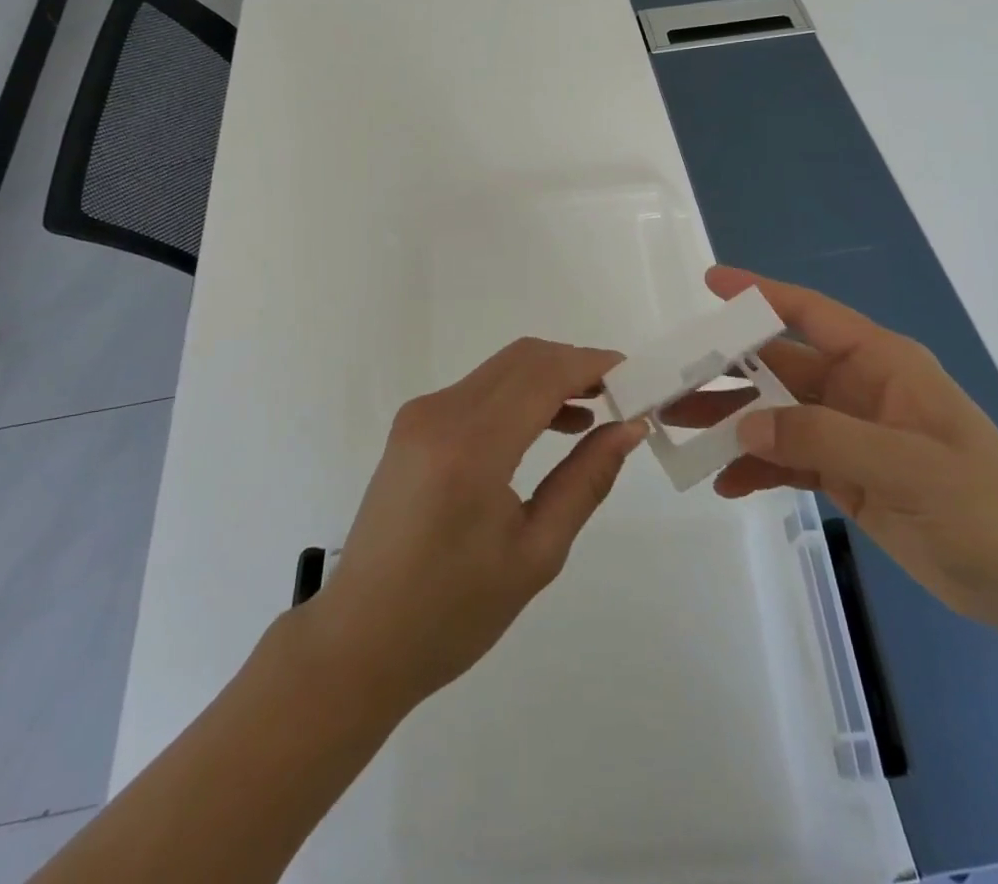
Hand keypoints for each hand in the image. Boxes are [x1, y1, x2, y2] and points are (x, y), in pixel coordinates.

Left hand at [305, 338, 646, 715]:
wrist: (361, 638)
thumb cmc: (454, 612)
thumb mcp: (536, 553)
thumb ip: (586, 480)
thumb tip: (628, 427)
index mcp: (471, 447)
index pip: (543, 375)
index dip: (593, 365)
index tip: (636, 376)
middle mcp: (440, 413)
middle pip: (522, 359)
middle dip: (575, 366)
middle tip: (620, 395)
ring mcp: (420, 414)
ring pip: (501, 369)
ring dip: (548, 378)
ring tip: (594, 411)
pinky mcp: (413, 424)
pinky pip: (479, 390)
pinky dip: (519, 394)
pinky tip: (549, 426)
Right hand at [670, 267, 997, 628]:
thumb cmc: (981, 504)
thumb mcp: (903, 463)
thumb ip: (819, 438)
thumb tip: (744, 426)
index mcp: (880, 362)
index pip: (810, 313)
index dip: (759, 294)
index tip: (710, 284)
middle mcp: (857, 388)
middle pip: (778, 367)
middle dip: (726, 373)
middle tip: (671, 382)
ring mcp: (849, 432)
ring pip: (775, 414)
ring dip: (732, 423)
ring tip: (680, 433)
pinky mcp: (846, 474)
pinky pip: (788, 459)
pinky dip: (756, 468)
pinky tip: (726, 484)